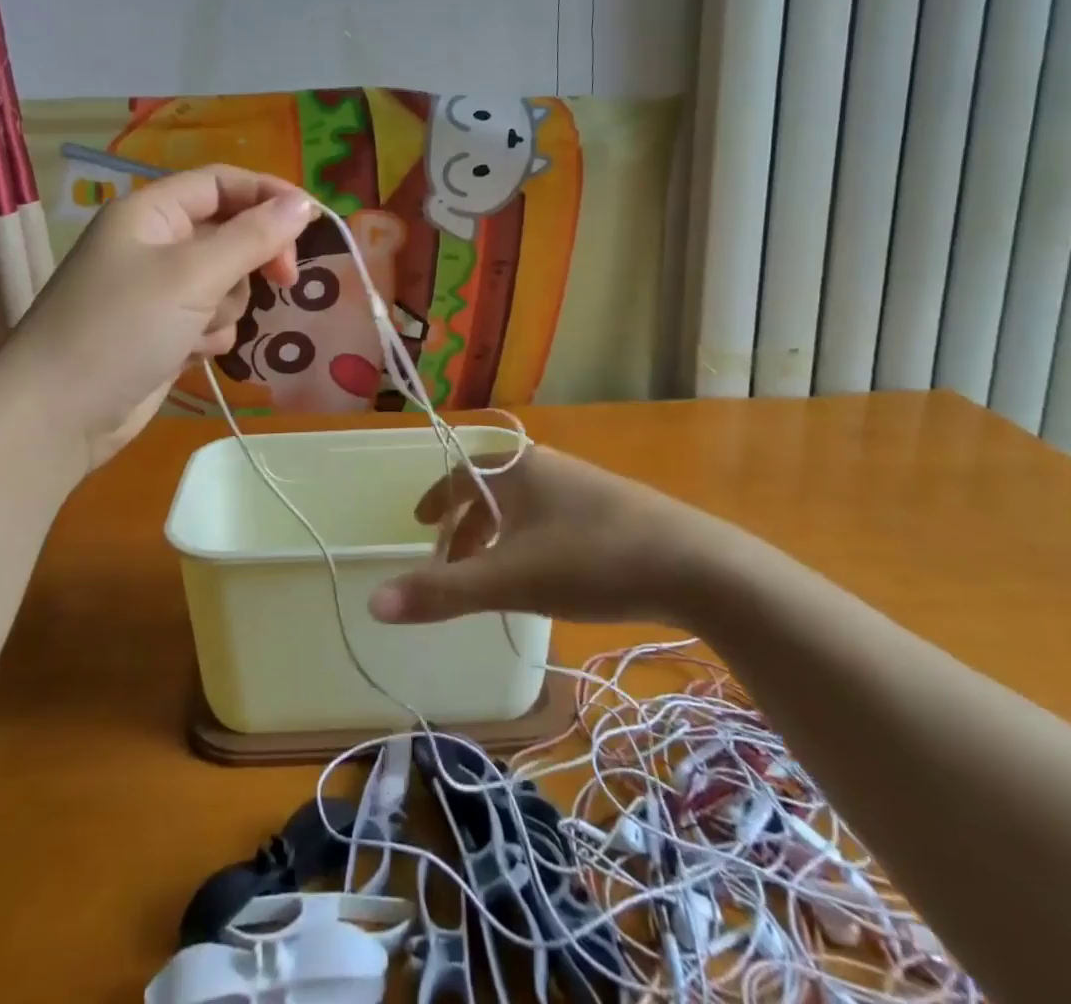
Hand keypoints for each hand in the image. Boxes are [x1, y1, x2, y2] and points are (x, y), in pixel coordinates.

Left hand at [0, 165, 317, 468]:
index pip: (222, 183)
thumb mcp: (193, 275)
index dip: (269, 195)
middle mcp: (154, 244)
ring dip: (226, 306)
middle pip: (230, 233)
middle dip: (252, 259)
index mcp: (151, 212)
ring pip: (226, 282)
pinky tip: (188, 354)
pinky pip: (211, 319)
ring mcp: (157, 291)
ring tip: (197, 329)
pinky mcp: (163, 332)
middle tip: (284, 280)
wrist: (58, 416)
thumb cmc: (121, 328)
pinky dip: (210, 335)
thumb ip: (253, 237)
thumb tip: (304, 204)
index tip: (312, 222)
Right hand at [366, 446, 732, 626]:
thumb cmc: (591, 561)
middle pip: (490, 492)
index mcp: (517, 468)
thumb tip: (374, 603)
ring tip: (491, 579)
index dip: (434, 499)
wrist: (696, 566)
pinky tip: (544, 578)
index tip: (418, 524)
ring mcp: (583, 486)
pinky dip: (529, 543)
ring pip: (523, 508)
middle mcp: (547, 467)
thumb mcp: (510, 580)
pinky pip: (551, 519)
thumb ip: (442, 592)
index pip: (459, 473)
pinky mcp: (613, 510)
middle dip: (465, 529)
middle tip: (450, 566)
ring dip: (497, 539)